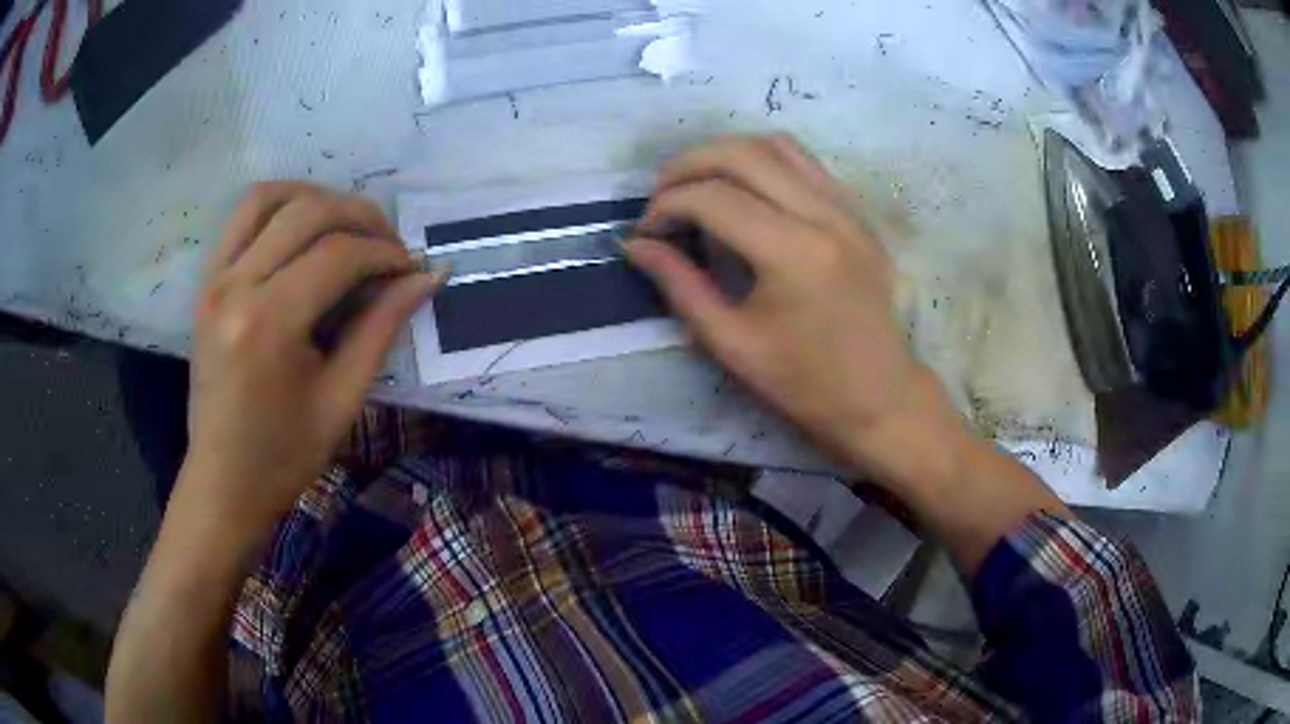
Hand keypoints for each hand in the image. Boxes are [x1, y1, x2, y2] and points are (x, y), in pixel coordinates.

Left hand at [180, 182, 442, 532]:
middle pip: (307, 213)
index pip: (338, 256)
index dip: (385, 253)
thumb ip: (382, 328)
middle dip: (361, 217)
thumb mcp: (341, 399)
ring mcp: (214, 279)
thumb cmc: (284, 456)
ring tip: (348, 224)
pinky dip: (279, 205)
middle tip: (390, 244)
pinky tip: (304, 226)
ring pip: (269, 198)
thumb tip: (429, 277)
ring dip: (317, 197)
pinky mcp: (206, 283)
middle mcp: (235, 286)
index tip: (414, 267)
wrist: (222, 482)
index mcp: (268, 324)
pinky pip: (241, 217)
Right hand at [626, 135, 963, 488]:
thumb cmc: (805, 384)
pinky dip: (762, 161)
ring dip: (724, 154)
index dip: (666, 206)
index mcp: (793, 253)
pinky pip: (804, 162)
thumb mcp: (730, 343)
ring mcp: (846, 207)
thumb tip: (634, 244)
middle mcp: (823, 214)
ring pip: (775, 145)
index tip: (645, 233)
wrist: (881, 397)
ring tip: (696, 185)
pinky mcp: (856, 212)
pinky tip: (742, 189)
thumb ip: (679, 284)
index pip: (712, 198)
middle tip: (660, 199)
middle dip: (686, 166)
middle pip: (741, 154)